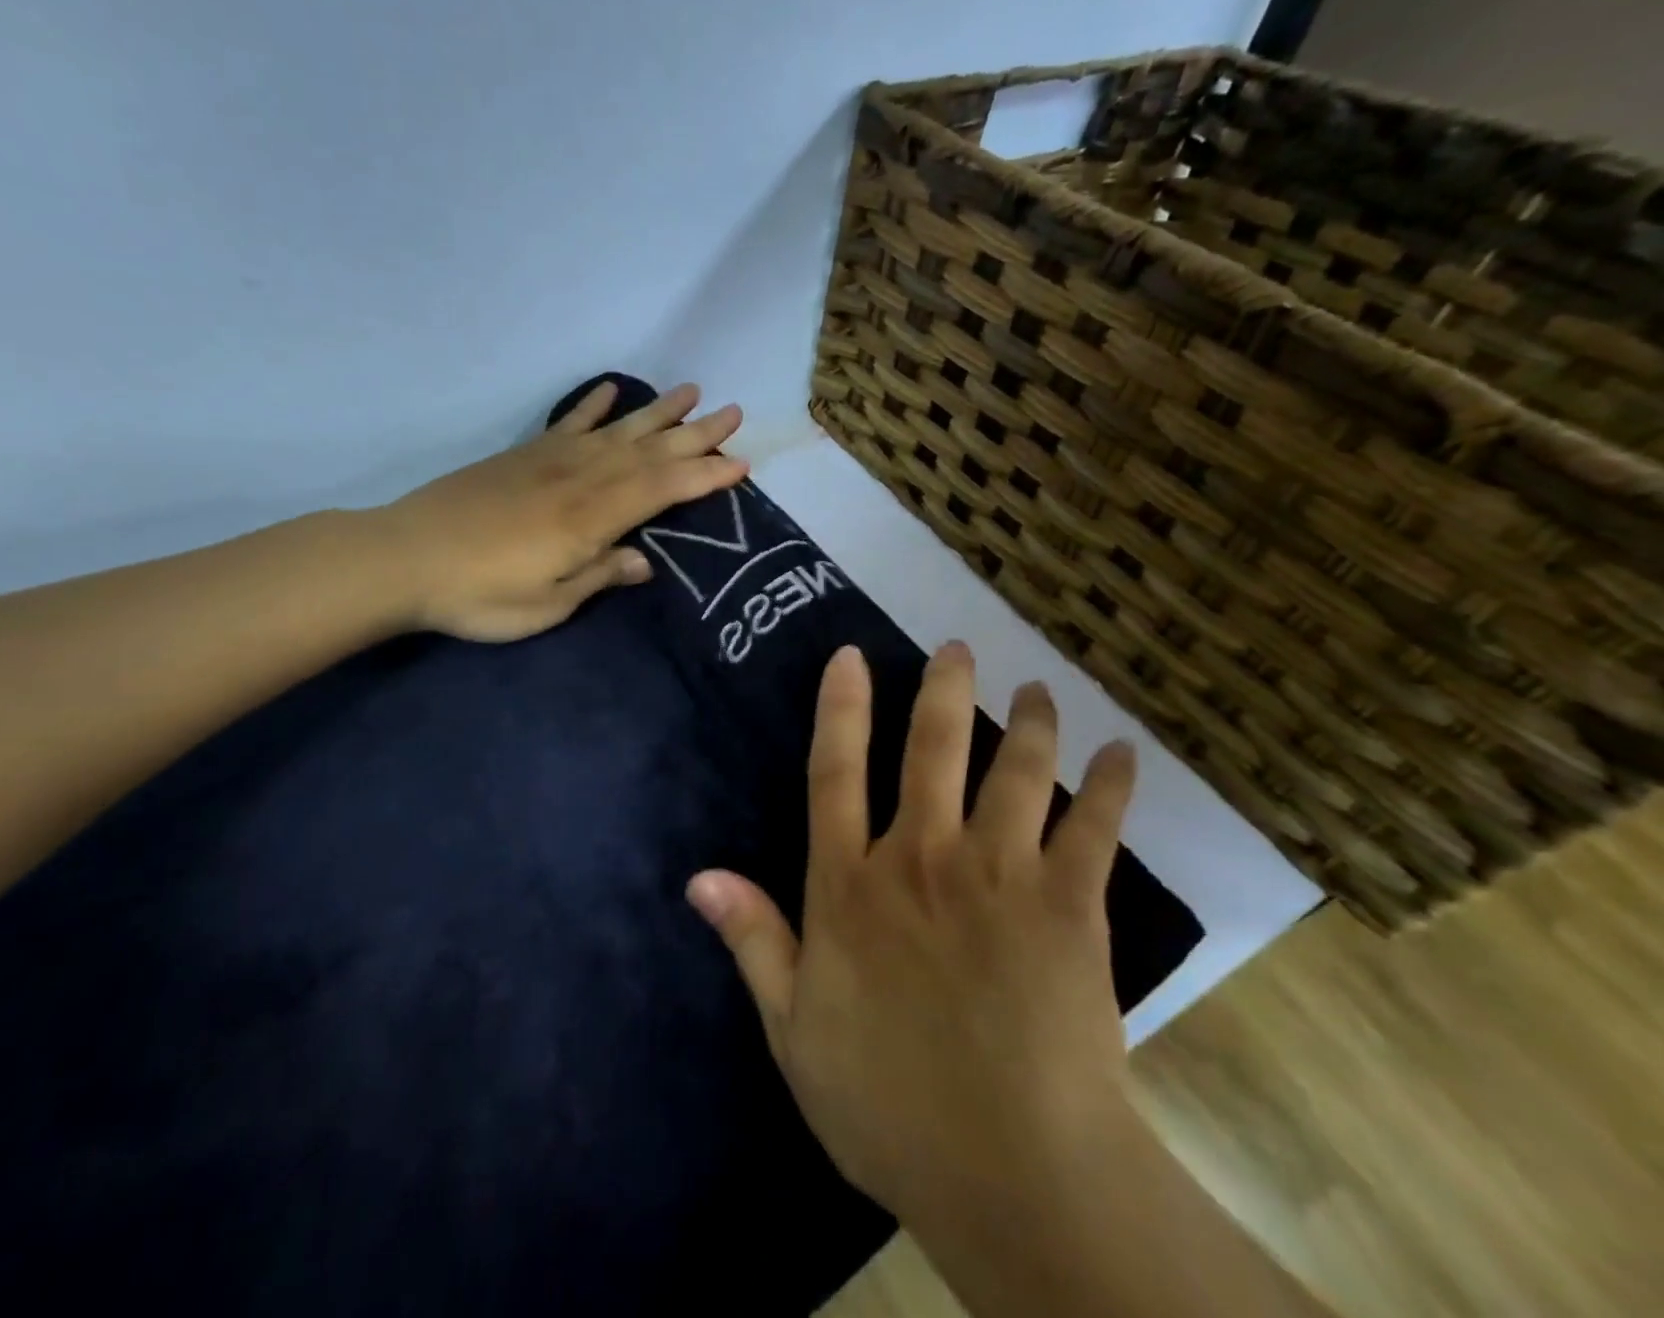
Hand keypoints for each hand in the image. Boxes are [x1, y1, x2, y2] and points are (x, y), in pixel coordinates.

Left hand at [374, 381, 746, 641]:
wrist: (404, 558)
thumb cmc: (479, 594)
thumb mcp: (547, 604)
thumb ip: (598, 576)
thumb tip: (644, 561)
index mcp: (591, 518)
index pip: (662, 489)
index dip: (704, 476)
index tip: (741, 462)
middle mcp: (579, 479)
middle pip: (648, 451)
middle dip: (694, 434)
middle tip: (733, 412)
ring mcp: (550, 461)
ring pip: (617, 431)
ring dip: (657, 412)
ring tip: (691, 391)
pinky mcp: (523, 456)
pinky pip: (569, 424)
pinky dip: (593, 405)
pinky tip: (613, 390)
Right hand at [686, 642, 1138, 1230]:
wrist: (1014, 1174)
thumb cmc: (890, 1104)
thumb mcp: (794, 1031)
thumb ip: (754, 943)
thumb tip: (700, 876)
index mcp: (851, 887)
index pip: (834, 773)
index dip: (840, 708)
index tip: (851, 656)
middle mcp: (921, 859)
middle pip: (932, 749)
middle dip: (944, 689)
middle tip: (958, 648)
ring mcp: (999, 876)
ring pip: (1016, 772)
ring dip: (1029, 723)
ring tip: (1038, 691)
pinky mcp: (1069, 906)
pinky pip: (1094, 828)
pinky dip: (1109, 786)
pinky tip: (1122, 755)